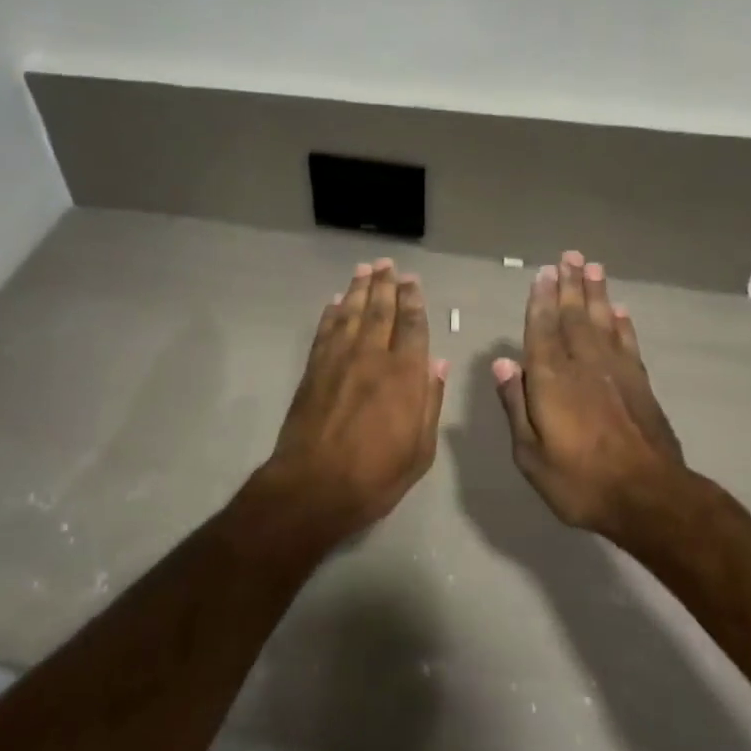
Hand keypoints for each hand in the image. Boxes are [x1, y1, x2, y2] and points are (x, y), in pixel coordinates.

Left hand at [260, 259, 448, 546]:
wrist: (313, 486)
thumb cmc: (375, 475)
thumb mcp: (420, 449)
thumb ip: (430, 401)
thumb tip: (438, 362)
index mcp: (403, 374)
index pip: (411, 325)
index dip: (413, 300)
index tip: (413, 281)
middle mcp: (371, 357)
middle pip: (380, 310)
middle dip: (386, 284)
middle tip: (388, 264)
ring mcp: (338, 360)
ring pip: (351, 313)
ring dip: (359, 289)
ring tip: (365, 269)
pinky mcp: (313, 369)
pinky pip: (325, 331)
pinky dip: (332, 312)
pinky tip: (336, 301)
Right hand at [492, 251, 687, 541]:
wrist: (648, 497)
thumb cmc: (579, 480)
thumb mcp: (531, 454)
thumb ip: (516, 405)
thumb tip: (502, 363)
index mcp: (551, 379)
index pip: (542, 328)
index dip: (541, 299)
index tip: (543, 272)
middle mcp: (583, 364)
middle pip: (574, 315)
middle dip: (570, 284)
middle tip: (570, 256)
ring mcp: (615, 371)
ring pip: (602, 321)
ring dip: (596, 294)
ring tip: (593, 268)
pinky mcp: (640, 384)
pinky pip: (628, 343)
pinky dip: (623, 324)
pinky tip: (620, 311)